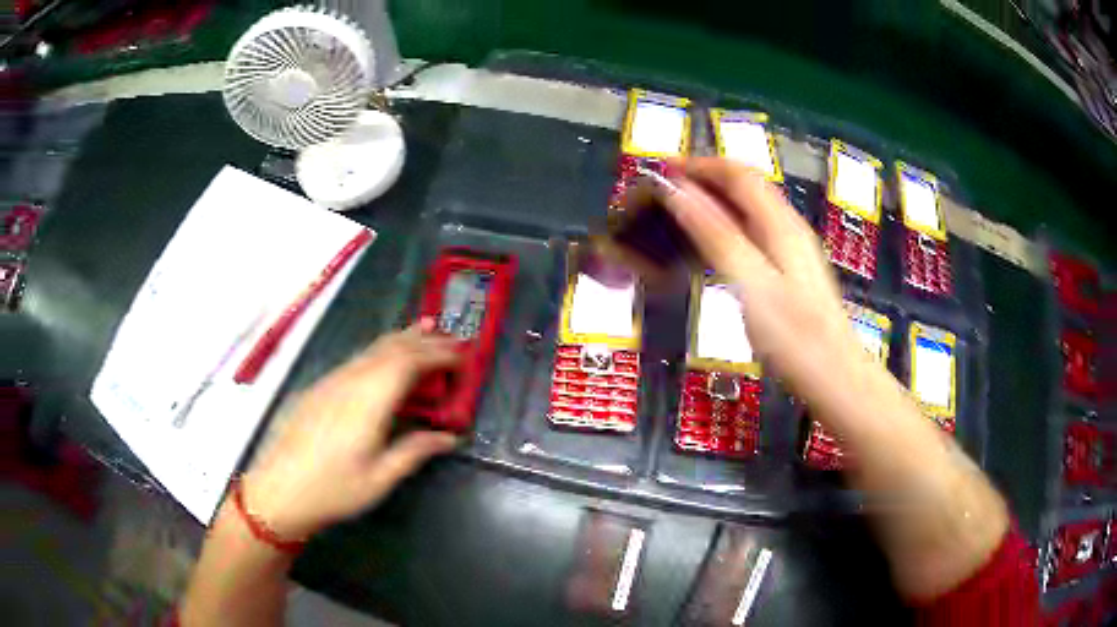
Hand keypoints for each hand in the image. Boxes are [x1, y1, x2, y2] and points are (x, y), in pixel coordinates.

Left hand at [241, 320, 460, 539]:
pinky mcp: (319, 388)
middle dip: (425, 340)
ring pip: (372, 349)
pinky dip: (381, 351)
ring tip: (426, 332)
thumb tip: (449, 437)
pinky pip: (357, 359)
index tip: (464, 356)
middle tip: (454, 339)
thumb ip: (415, 451)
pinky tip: (385, 360)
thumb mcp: (380, 478)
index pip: (409, 362)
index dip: (439, 355)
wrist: (278, 491)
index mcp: (369, 400)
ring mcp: (331, 381)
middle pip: (391, 347)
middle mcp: (350, 380)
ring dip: (403, 339)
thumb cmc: (333, 490)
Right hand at [659, 157, 867, 403]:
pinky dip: (726, 227)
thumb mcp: (752, 285)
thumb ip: (716, 236)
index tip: (661, 170)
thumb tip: (678, 192)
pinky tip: (712, 248)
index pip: (738, 175)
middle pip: (746, 187)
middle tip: (664, 193)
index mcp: (781, 225)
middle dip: (705, 180)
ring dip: (714, 202)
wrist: (837, 378)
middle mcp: (789, 228)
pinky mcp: (792, 272)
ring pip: (750, 209)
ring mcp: (793, 250)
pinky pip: (754, 232)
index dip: (699, 166)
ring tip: (679, 215)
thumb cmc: (795, 337)